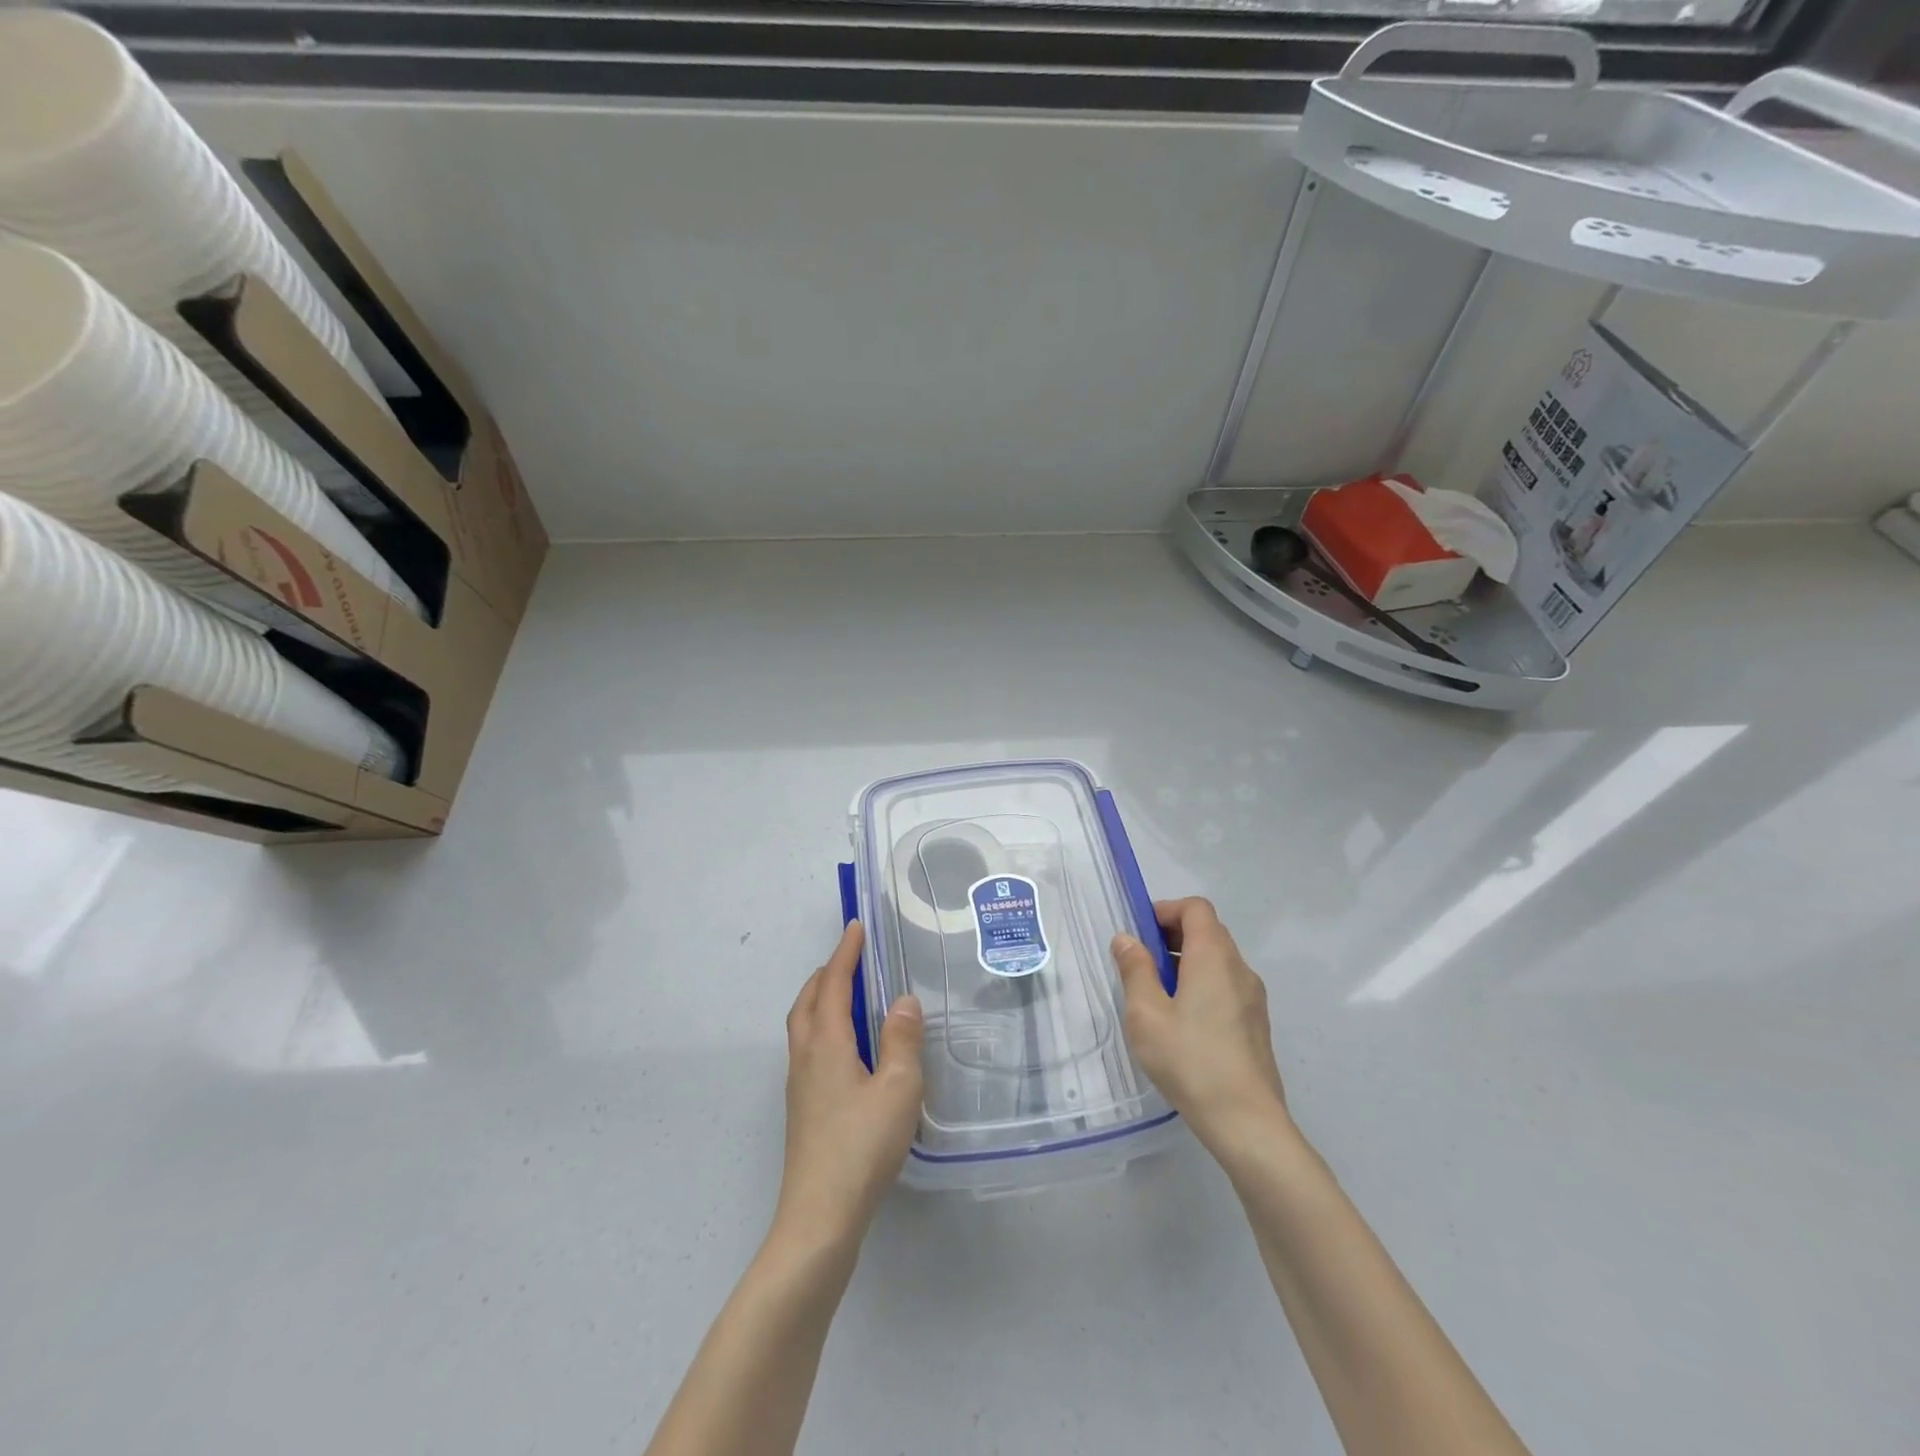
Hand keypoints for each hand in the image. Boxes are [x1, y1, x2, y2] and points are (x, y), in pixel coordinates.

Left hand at [773, 922, 924, 1254]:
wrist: (819, 1217)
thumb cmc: (862, 1146)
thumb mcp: (897, 1088)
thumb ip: (901, 1040)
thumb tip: (902, 1001)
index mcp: (827, 1044)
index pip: (834, 985)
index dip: (845, 954)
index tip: (855, 927)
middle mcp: (806, 1057)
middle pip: (808, 1001)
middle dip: (827, 973)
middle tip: (850, 957)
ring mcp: (799, 1086)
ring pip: (802, 1026)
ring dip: (820, 999)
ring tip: (846, 995)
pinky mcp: (802, 1109)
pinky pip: (807, 1048)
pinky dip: (821, 1027)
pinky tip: (844, 1049)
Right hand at [1111, 898, 1288, 1155]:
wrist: (1246, 1121)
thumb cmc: (1190, 1060)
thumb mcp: (1146, 1014)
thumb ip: (1135, 970)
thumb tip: (1126, 939)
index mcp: (1213, 957)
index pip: (1196, 908)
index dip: (1166, 910)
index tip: (1140, 934)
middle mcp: (1239, 968)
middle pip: (1208, 931)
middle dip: (1173, 936)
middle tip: (1142, 963)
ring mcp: (1253, 997)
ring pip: (1218, 960)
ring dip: (1186, 962)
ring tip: (1157, 996)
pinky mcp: (1256, 1023)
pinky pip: (1226, 986)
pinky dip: (1202, 985)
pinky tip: (1182, 1023)